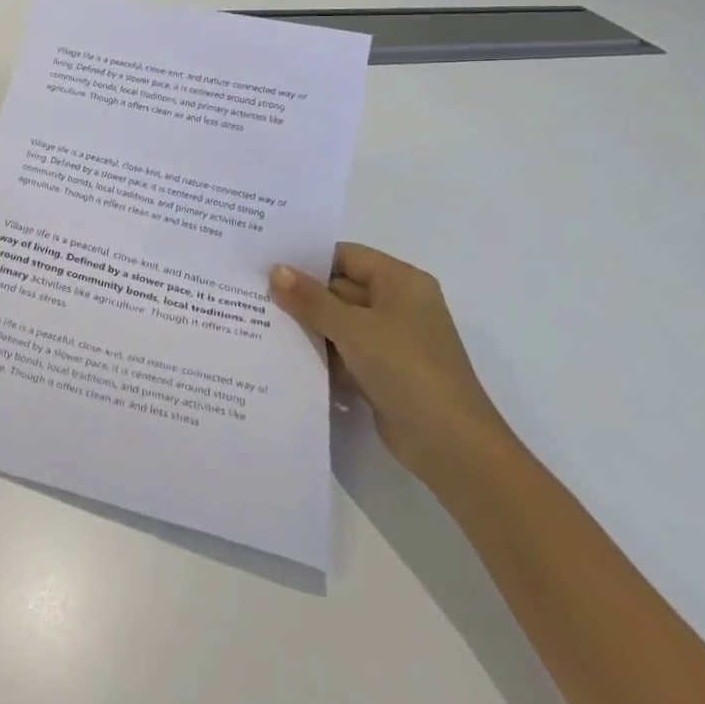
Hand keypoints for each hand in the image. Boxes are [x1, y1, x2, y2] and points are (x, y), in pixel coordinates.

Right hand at [269, 243, 510, 483]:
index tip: (265, 262)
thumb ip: (311, 299)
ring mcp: (391, 340)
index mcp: (401, 282)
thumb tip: (275, 269)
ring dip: (307, 325)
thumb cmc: (408, 371)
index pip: (345, 256)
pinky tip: (281, 353)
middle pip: (339, 288)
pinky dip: (319, 352)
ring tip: (257, 319)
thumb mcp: (353, 329)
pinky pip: (343, 351)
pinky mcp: (382, 371)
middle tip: (252, 291)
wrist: (452, 447)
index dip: (306, 258)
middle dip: (301, 294)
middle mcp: (397, 305)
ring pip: (338, 322)